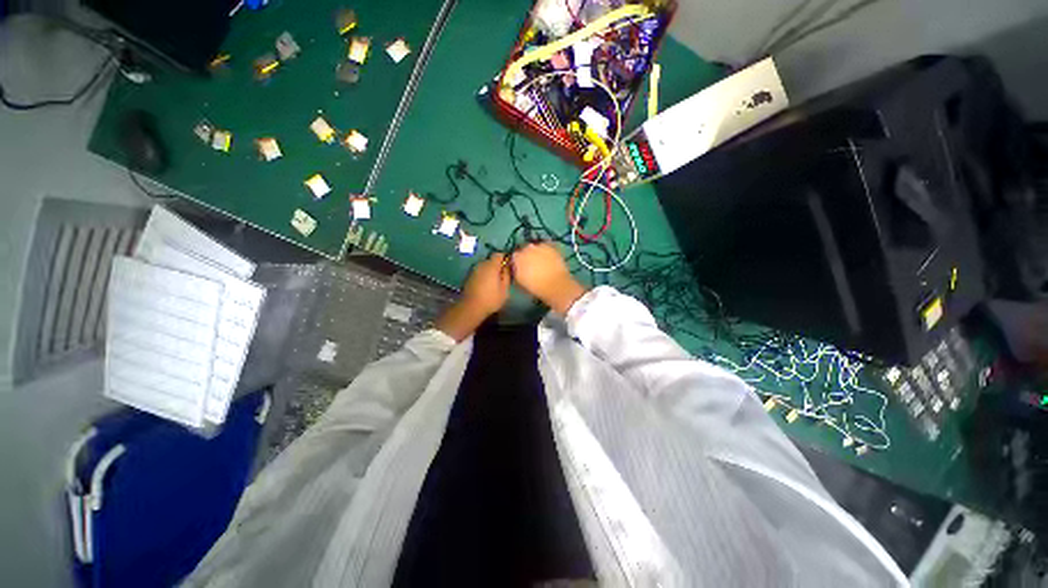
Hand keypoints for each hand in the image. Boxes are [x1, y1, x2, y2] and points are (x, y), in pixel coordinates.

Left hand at [436, 254, 510, 340]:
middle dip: (498, 265)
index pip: (499, 254)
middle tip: (503, 276)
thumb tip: (508, 266)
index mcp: (491, 265)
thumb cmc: (491, 298)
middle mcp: (481, 264)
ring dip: (490, 271)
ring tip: (495, 281)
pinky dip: (484, 275)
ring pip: (485, 266)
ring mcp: (474, 270)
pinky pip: (480, 272)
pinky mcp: (469, 276)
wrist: (471, 307)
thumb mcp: (505, 288)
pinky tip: (487, 285)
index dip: (505, 258)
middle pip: (491, 260)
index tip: (509, 266)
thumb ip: (507, 274)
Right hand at [511, 242, 586, 313]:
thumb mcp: (520, 282)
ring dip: (537, 252)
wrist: (555, 285)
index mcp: (517, 257)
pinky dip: (547, 251)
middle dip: (527, 255)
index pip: (514, 256)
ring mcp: (540, 246)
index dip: (518, 262)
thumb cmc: (535, 287)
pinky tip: (549, 259)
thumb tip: (517, 269)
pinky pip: (546, 246)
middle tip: (532, 265)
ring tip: (542, 262)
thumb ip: (516, 272)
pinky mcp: (551, 247)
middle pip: (525, 249)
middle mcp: (527, 248)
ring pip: (536, 247)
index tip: (521, 267)